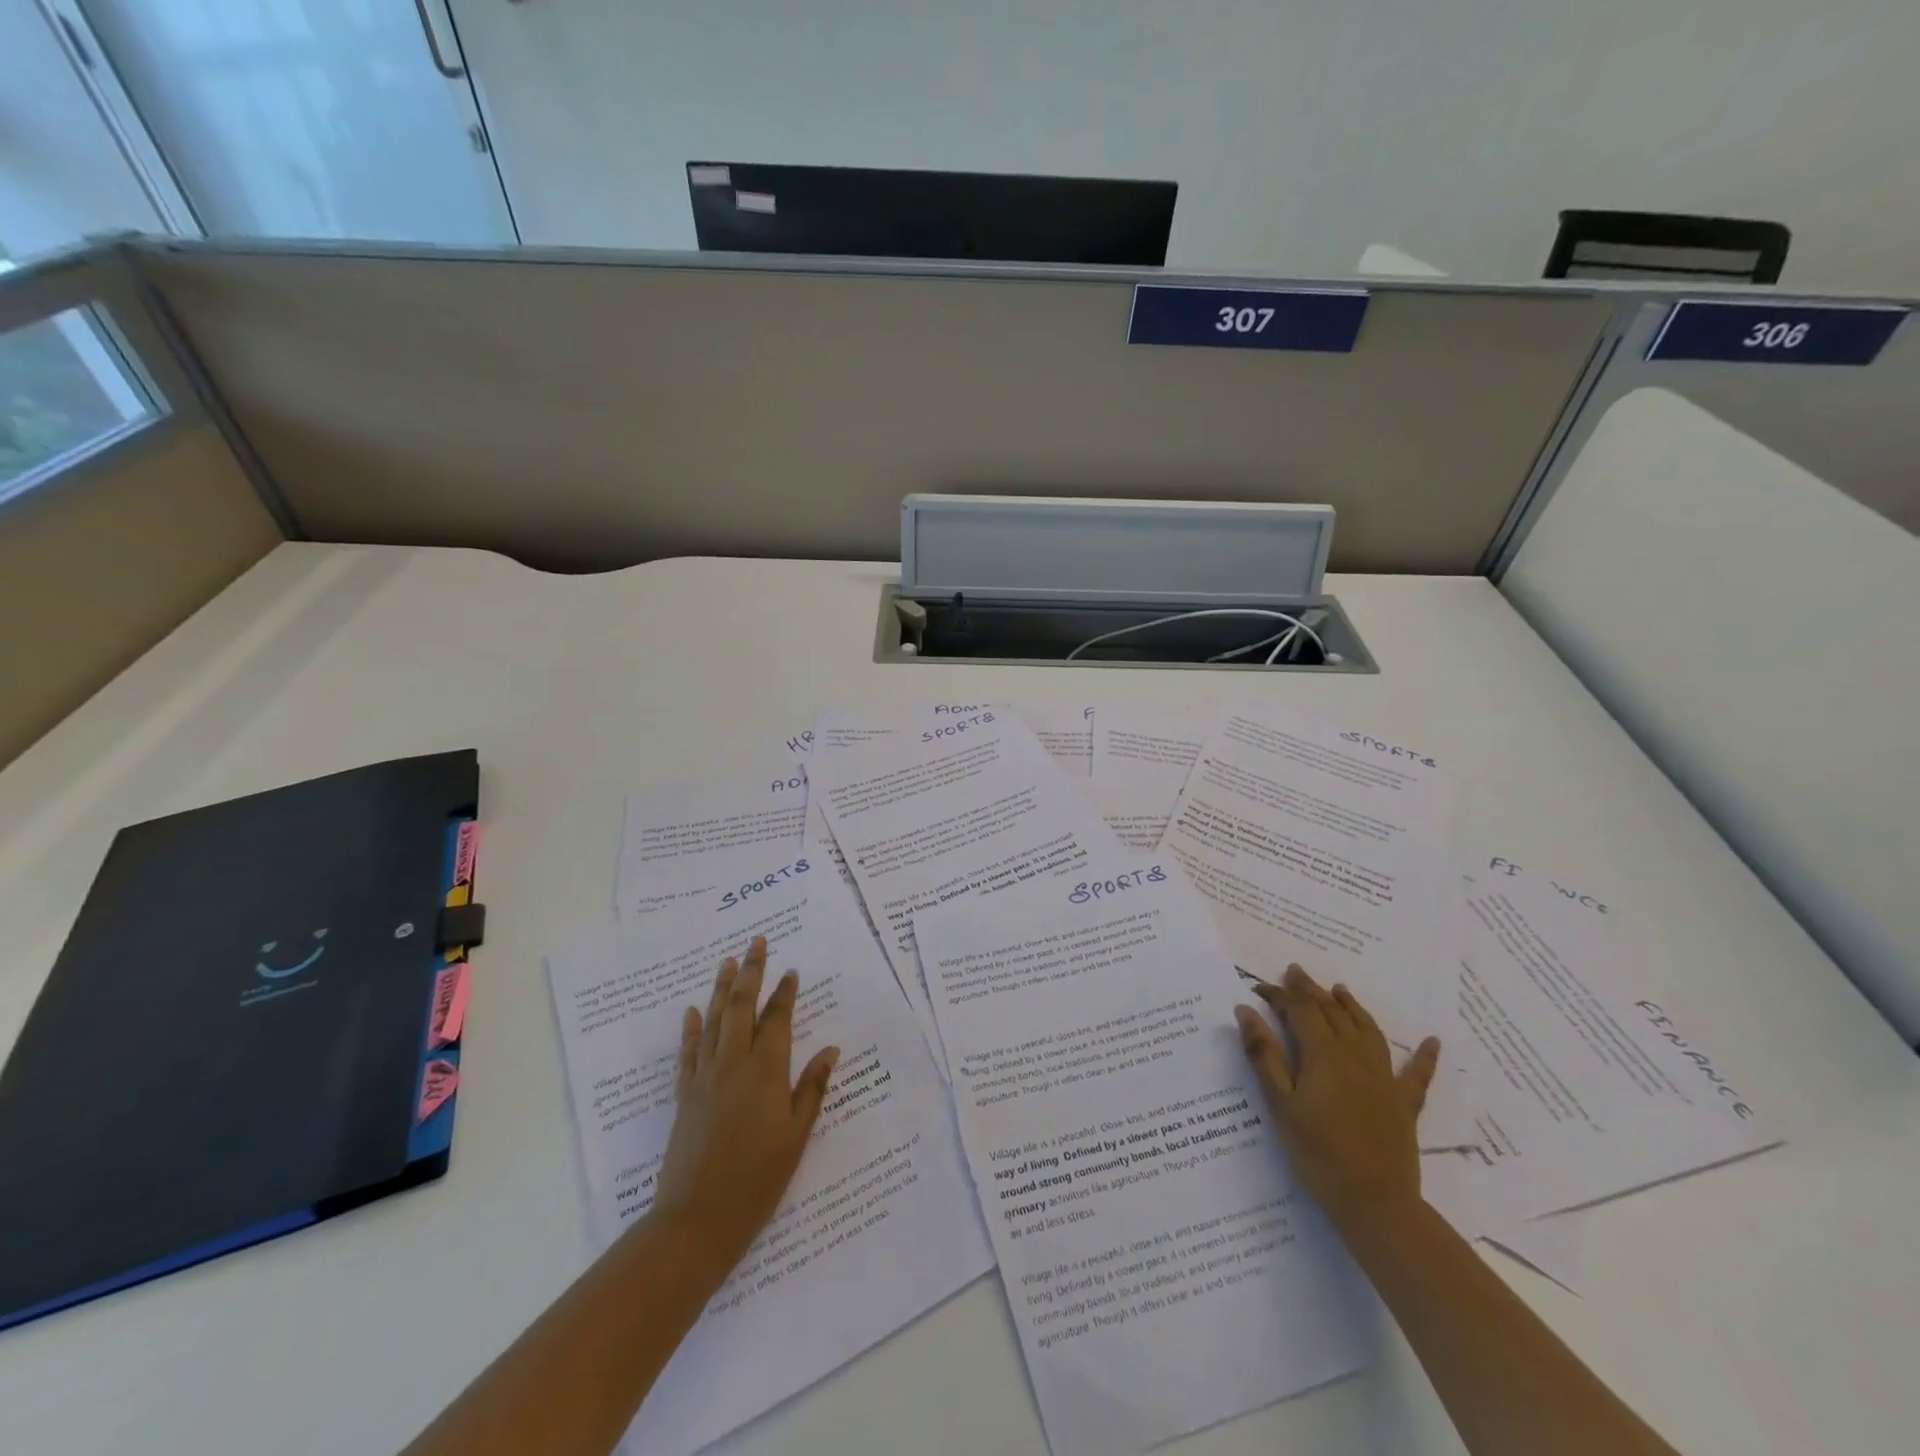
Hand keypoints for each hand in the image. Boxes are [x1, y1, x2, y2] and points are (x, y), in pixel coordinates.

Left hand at [649, 937, 839, 1279]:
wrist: (697, 1220)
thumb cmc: (758, 1179)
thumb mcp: (797, 1135)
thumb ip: (812, 1088)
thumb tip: (830, 1049)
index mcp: (765, 1071)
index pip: (777, 1019)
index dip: (785, 993)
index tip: (792, 971)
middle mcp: (733, 1063)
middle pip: (742, 1007)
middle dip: (751, 972)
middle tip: (757, 943)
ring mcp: (704, 1077)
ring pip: (714, 1020)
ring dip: (722, 989)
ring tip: (728, 962)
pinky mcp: (684, 1095)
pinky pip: (688, 1052)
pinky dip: (691, 1029)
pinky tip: (693, 1011)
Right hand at [1234, 964, 1439, 1234]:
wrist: (1375, 1203)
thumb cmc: (1316, 1152)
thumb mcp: (1279, 1103)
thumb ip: (1263, 1054)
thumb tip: (1246, 1010)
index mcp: (1323, 1053)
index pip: (1299, 1010)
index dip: (1279, 994)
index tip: (1258, 988)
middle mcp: (1355, 1055)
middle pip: (1332, 1012)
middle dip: (1311, 990)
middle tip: (1295, 972)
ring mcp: (1383, 1078)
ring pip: (1367, 1030)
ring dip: (1352, 1006)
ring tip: (1340, 989)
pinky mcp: (1403, 1103)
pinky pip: (1416, 1074)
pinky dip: (1423, 1056)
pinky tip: (1432, 1042)